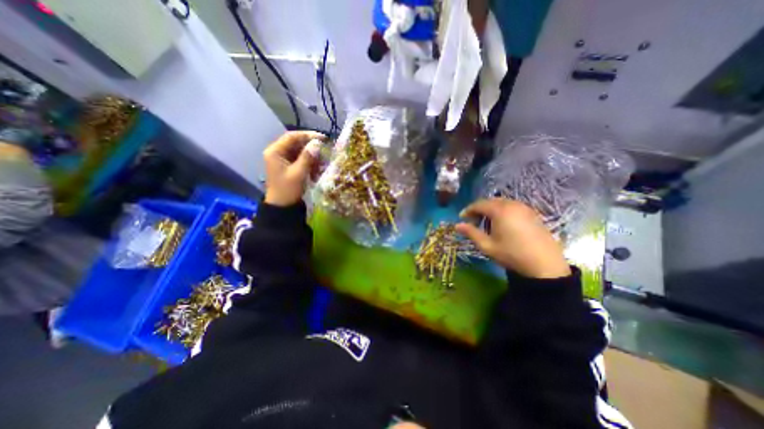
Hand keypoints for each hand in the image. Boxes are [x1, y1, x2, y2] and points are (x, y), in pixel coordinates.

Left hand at [264, 131, 324, 206]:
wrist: (282, 206)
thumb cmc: (287, 190)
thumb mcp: (298, 173)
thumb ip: (307, 157)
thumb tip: (317, 144)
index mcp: (275, 152)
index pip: (292, 136)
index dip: (307, 135)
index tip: (322, 138)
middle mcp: (278, 152)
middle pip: (296, 143)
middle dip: (311, 146)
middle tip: (325, 149)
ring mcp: (283, 159)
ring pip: (300, 151)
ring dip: (312, 155)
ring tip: (323, 159)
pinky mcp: (289, 166)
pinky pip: (301, 159)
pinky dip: (310, 161)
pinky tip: (318, 166)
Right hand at [453, 199, 565, 279]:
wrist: (545, 265)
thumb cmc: (512, 254)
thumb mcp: (487, 246)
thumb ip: (471, 233)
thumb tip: (457, 225)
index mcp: (500, 211)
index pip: (479, 204)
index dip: (468, 210)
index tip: (461, 218)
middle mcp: (512, 204)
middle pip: (490, 201)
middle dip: (479, 209)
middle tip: (473, 221)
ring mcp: (524, 208)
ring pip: (502, 203)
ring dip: (491, 210)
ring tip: (487, 223)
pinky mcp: (533, 214)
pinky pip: (513, 207)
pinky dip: (503, 211)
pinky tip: (503, 224)